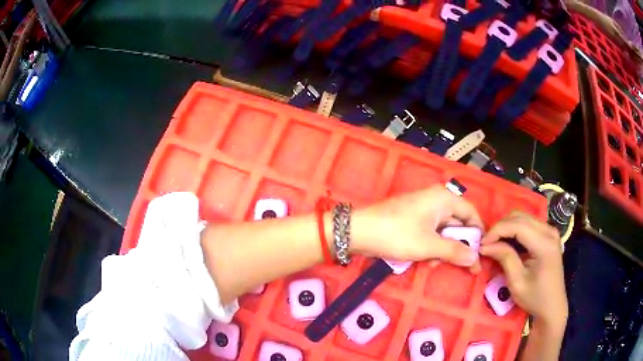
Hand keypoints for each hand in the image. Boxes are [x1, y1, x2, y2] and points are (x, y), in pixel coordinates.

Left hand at [351, 186, 483, 269]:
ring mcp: (422, 209)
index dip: (477, 233)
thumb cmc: (397, 235)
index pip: (471, 213)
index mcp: (443, 198)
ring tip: (433, 263)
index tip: (481, 253)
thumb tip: (475, 259)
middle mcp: (435, 200)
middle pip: (457, 223)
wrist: (358, 232)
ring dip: (442, 249)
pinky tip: (424, 259)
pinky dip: (430, 246)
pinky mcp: (411, 219)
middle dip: (457, 245)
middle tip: (461, 266)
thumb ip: (454, 252)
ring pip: (443, 231)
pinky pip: (429, 233)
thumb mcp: (429, 246)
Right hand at [479, 211, 567, 329]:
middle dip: (500, 227)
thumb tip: (486, 245)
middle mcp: (549, 231)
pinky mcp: (548, 235)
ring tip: (495, 243)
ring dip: (507, 227)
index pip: (517, 225)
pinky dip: (515, 230)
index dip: (497, 230)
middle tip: (487, 244)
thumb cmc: (535, 298)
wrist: (553, 306)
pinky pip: (528, 224)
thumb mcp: (517, 282)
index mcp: (544, 243)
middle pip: (520, 217)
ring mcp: (550, 231)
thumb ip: (505, 258)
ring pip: (523, 217)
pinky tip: (508, 242)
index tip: (482, 244)